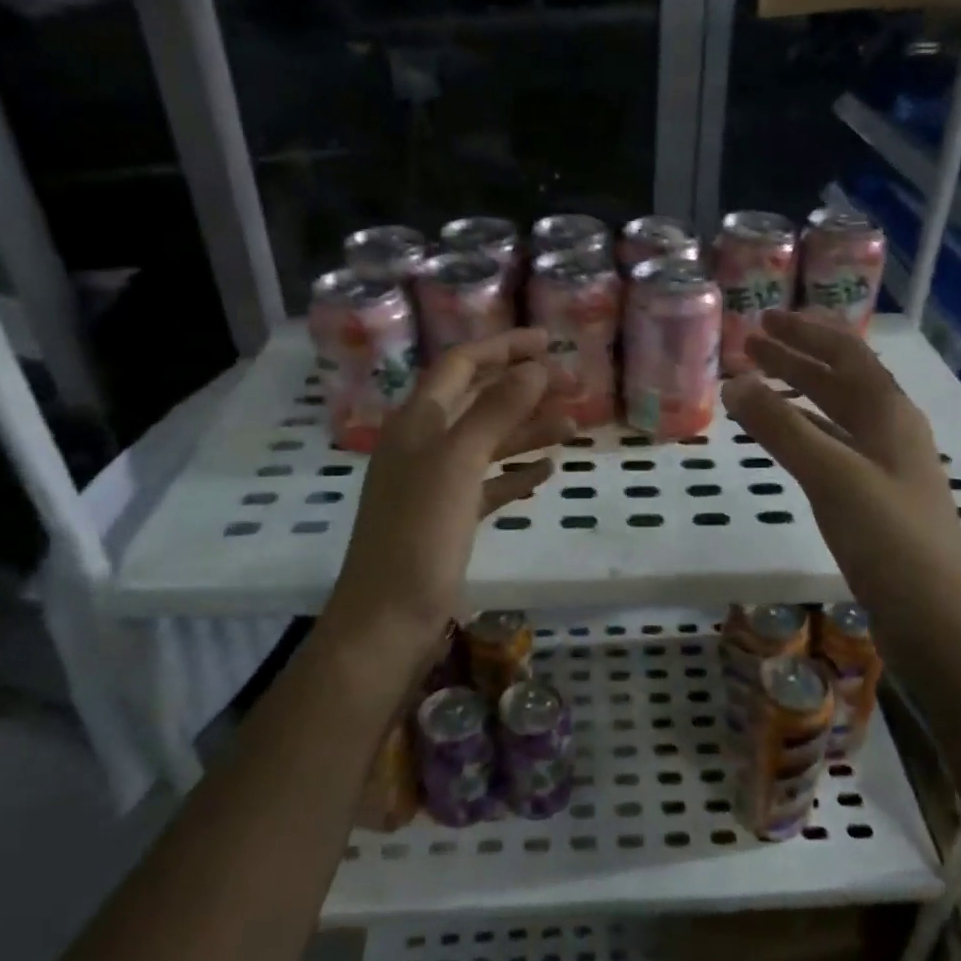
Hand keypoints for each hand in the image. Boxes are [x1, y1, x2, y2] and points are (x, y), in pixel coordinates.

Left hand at [322, 328, 574, 680]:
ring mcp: (435, 483)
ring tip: (572, 425)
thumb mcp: (457, 463)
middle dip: (523, 387)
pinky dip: (516, 473)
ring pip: (487, 442)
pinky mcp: (448, 519)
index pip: (462, 365)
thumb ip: (495, 411)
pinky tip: (547, 471)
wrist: (387, 620)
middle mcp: (424, 444)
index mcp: (417, 421)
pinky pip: (488, 484)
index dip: (504, 347)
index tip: (551, 341)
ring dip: (527, 430)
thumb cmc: (419, 535)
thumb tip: (534, 367)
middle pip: (478, 400)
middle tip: (573, 385)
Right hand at [721, 310, 960, 625]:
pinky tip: (787, 439)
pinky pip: (835, 446)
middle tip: (752, 343)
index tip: (764, 318)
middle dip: (797, 357)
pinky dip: (806, 432)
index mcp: (889, 412)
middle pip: (841, 379)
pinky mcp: (876, 497)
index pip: (845, 354)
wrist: (935, 616)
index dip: (805, 332)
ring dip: (800, 392)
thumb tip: (734, 382)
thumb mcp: (831, 474)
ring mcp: (886, 465)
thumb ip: (781, 427)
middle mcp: (891, 429)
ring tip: (760, 383)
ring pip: (837, 413)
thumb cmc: (887, 537)